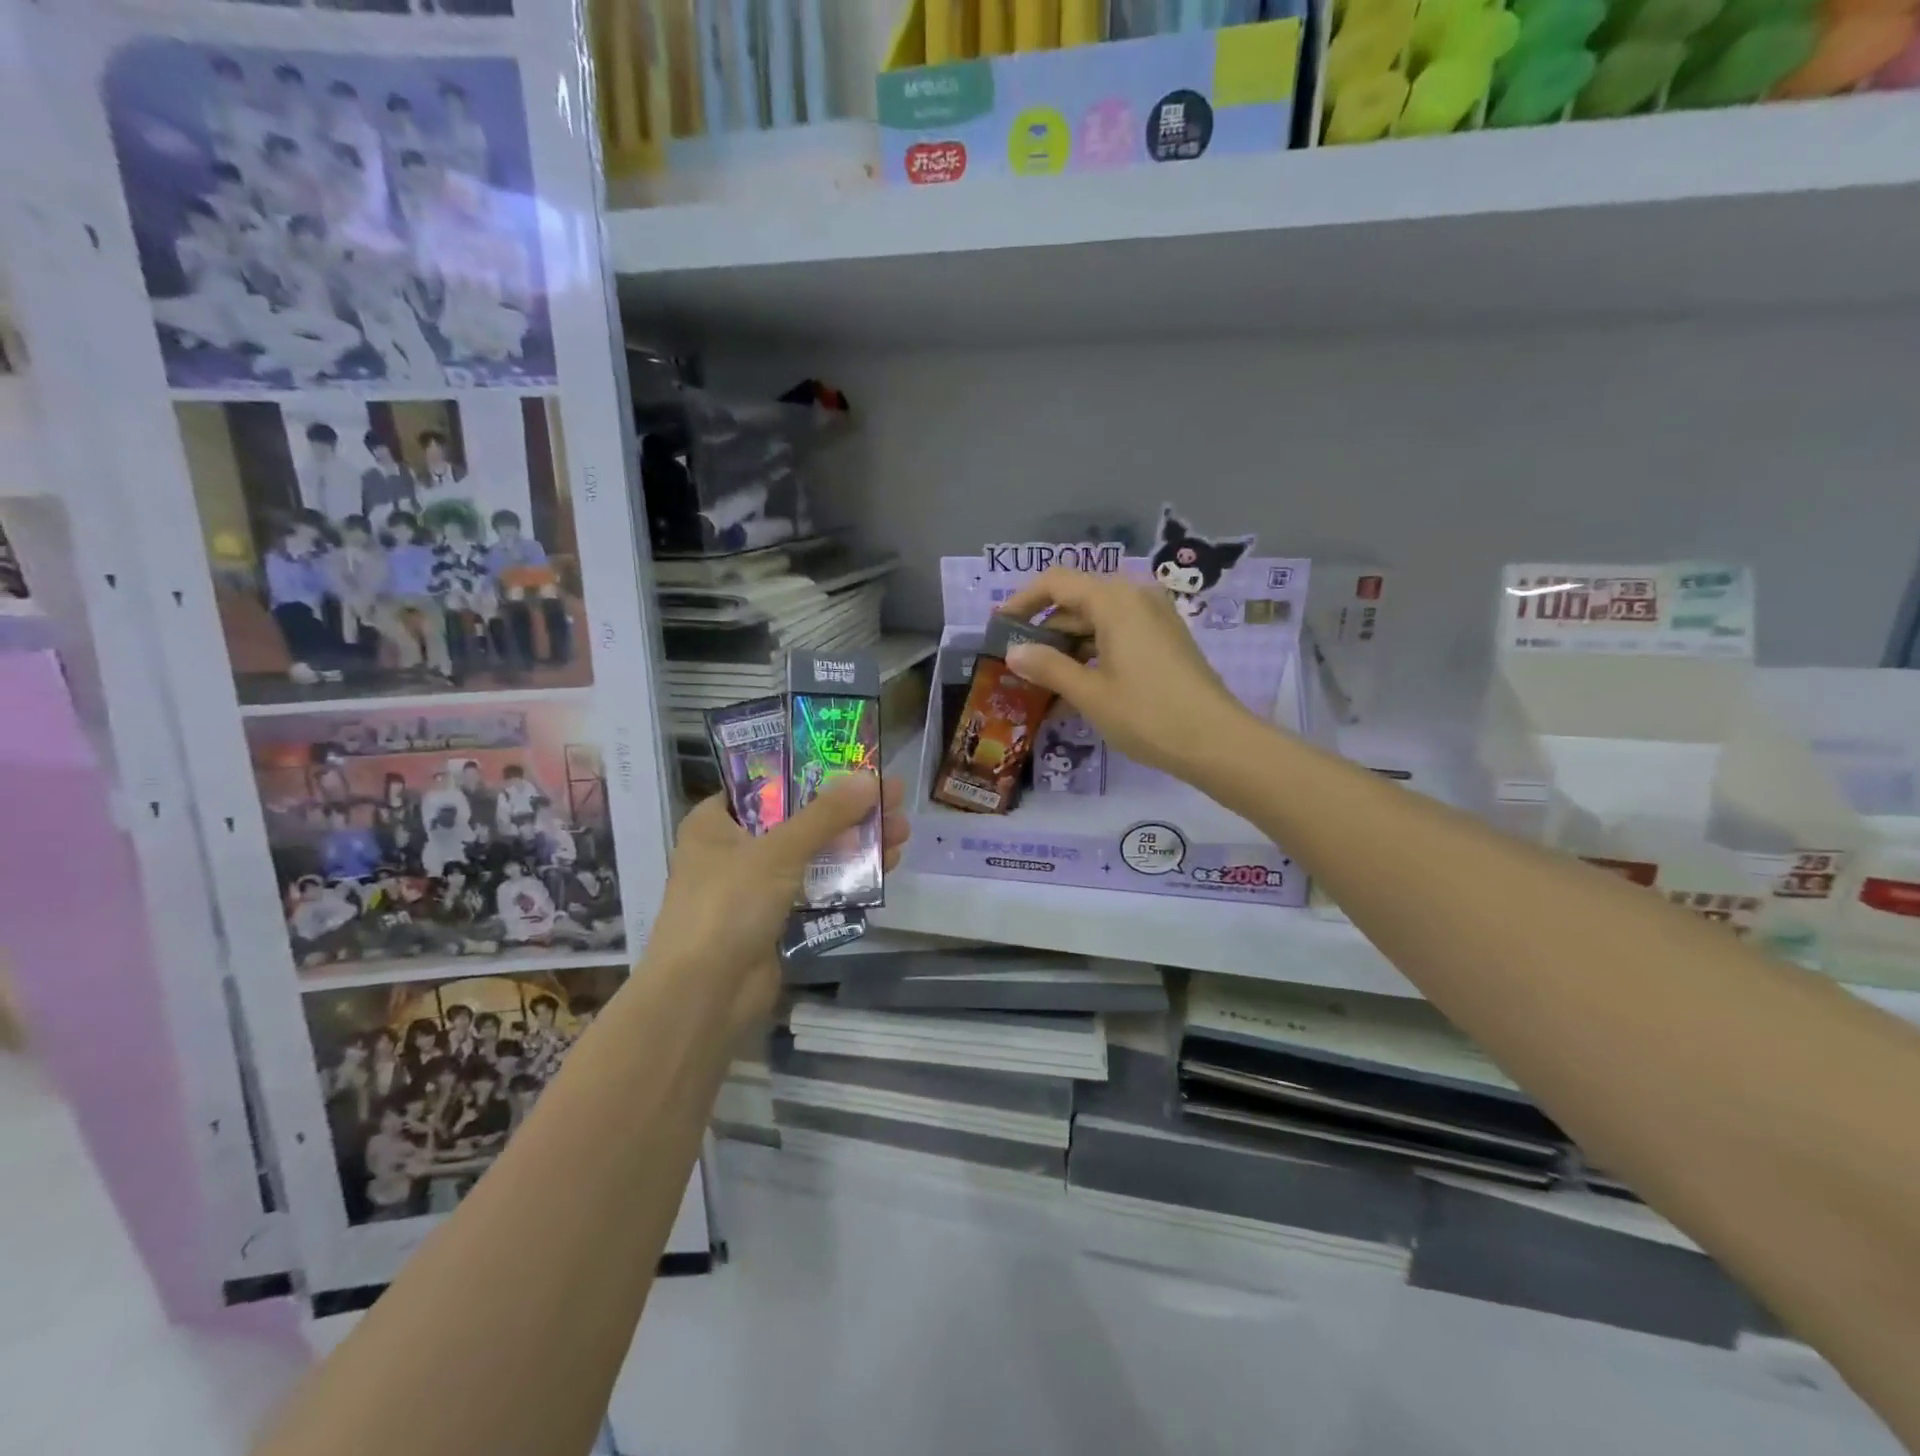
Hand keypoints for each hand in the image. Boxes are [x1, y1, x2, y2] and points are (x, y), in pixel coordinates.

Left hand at [645, 774, 908, 1030]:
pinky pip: (818, 888)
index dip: (811, 770)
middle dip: (848, 810)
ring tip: (903, 831)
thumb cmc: (728, 906)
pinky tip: (886, 866)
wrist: (704, 998)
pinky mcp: (776, 919)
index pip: (766, 784)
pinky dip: (848, 877)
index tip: (853, 762)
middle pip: (799, 818)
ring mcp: (756, 887)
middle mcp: (734, 849)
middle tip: (893, 797)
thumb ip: (826, 815)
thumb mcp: (778, 851)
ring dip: (856, 843)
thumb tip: (871, 779)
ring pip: (814, 854)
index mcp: (715, 822)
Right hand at [997, 567, 1256, 779]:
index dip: (1022, 601)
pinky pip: (1119, 636)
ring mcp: (1155, 618)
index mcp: (1115, 600)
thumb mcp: (1089, 693)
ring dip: (1068, 647)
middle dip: (1045, 629)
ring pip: (1098, 621)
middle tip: (1017, 662)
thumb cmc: (1147, 714)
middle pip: (1077, 600)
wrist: (1217, 742)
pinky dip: (1094, 655)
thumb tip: (1013, 651)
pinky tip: (1076, 689)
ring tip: (1042, 683)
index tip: (999, 628)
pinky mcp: (1166, 640)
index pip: (1056, 582)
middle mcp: (1136, 597)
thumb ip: (1047, 667)